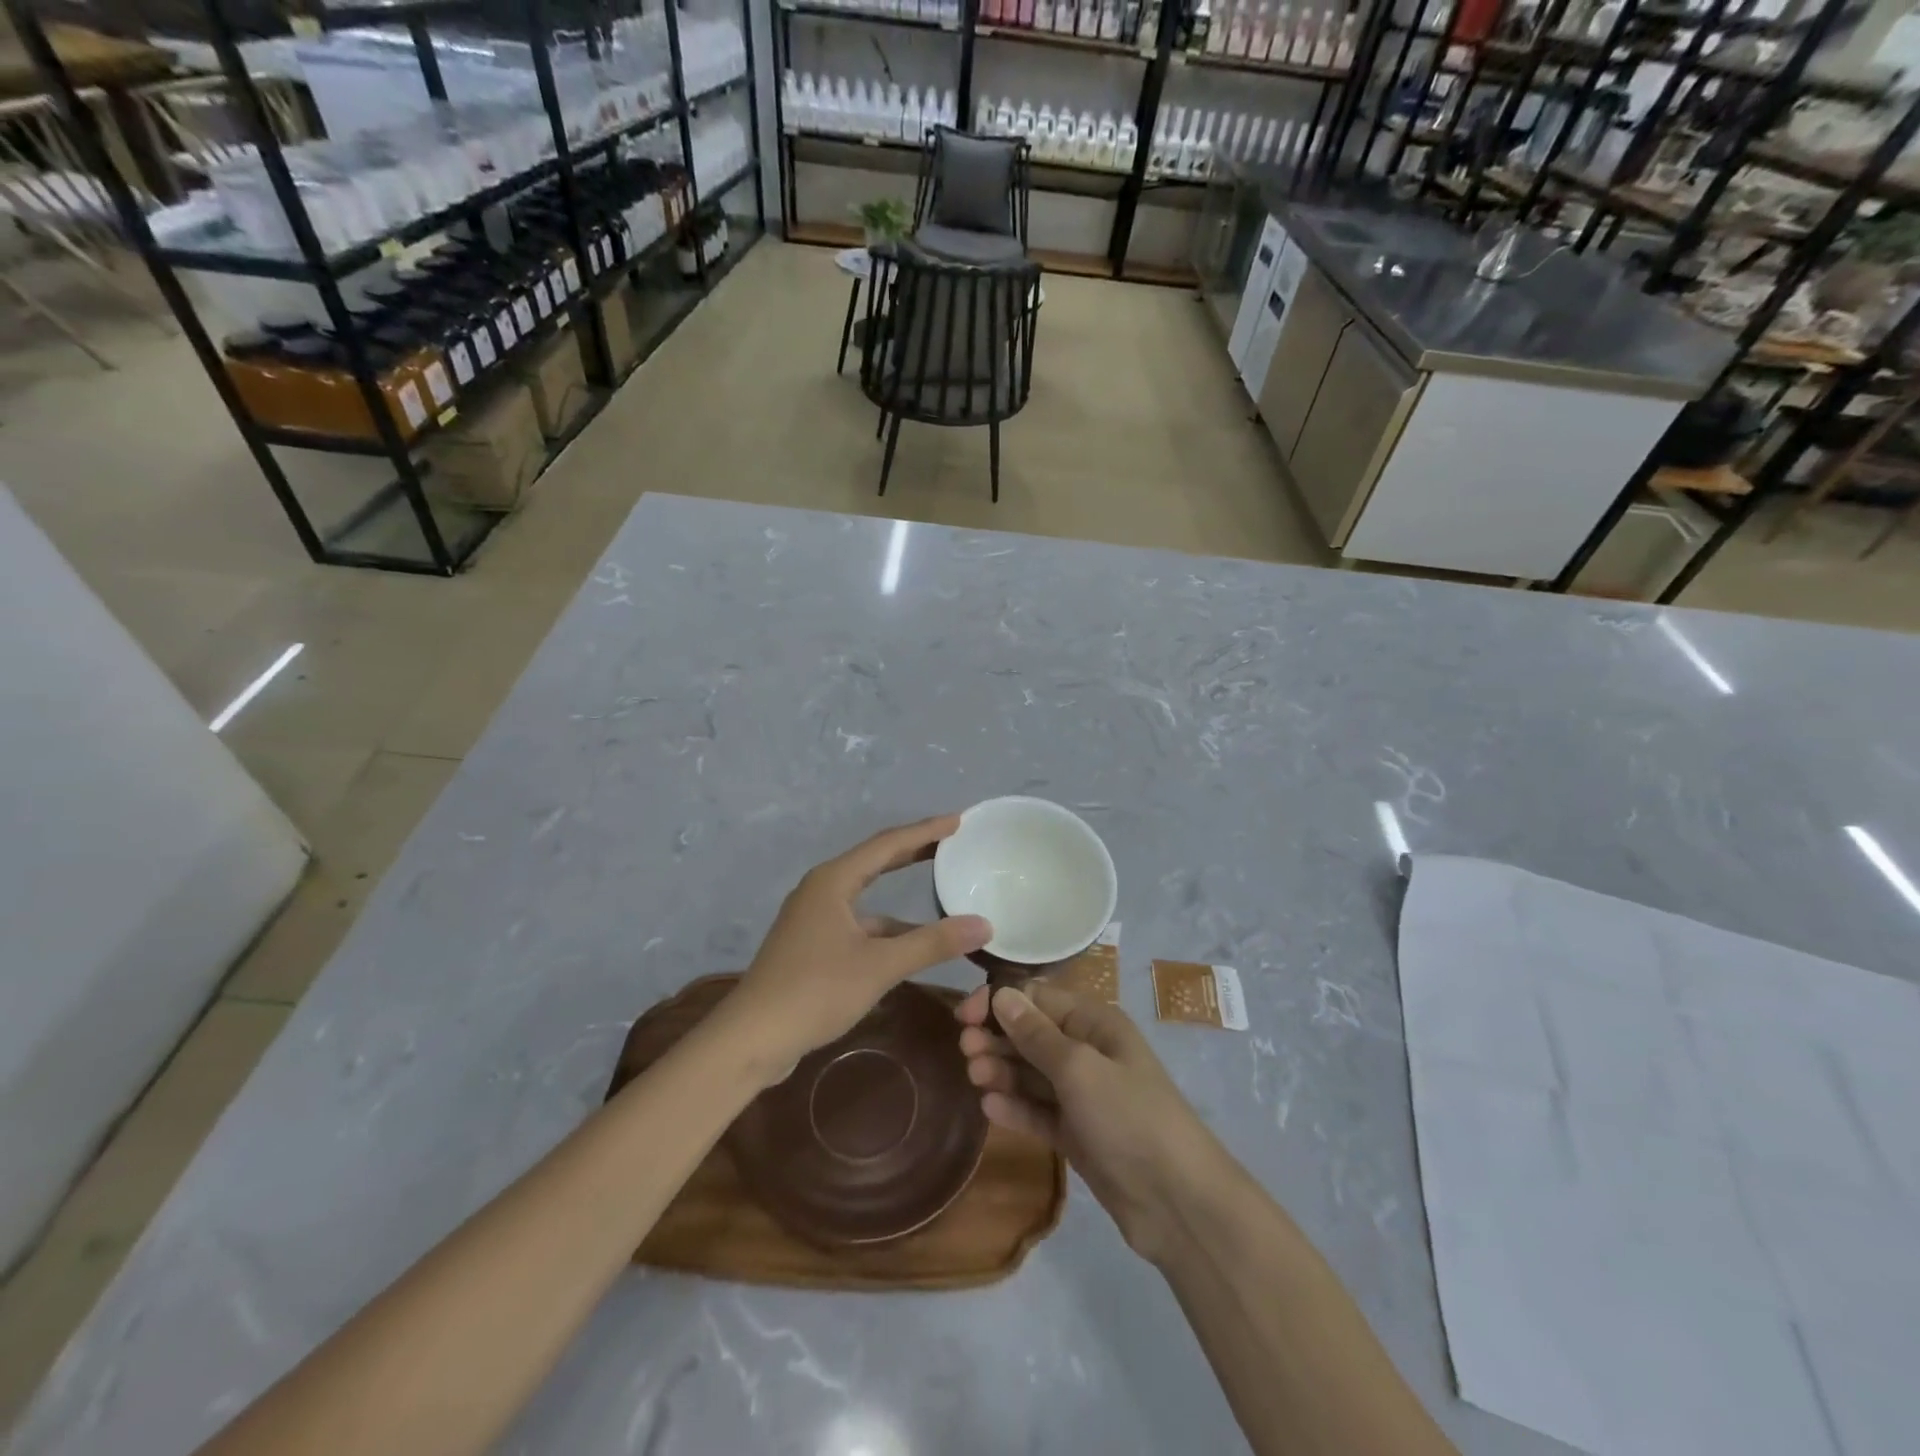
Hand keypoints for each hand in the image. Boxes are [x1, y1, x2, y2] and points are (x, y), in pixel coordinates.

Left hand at [726, 816, 991, 1075]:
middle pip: (876, 861)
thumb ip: (932, 943)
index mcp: (834, 880)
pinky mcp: (812, 944)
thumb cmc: (815, 990)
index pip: (888, 844)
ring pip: (867, 895)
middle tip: (953, 842)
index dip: (926, 830)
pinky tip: (910, 941)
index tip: (959, 821)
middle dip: (914, 851)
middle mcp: (822, 889)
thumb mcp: (880, 965)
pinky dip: (887, 925)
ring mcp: (814, 918)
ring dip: (901, 892)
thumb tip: (984, 925)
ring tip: (940, 889)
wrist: (752, 1038)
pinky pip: (859, 921)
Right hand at [957, 980, 1224, 1262]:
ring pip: (1031, 1073)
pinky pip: (1038, 1111)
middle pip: (1031, 1034)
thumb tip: (1002, 995)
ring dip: (1002, 1070)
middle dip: (997, 1037)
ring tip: (974, 1077)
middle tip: (965, 1051)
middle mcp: (1087, 1051)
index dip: (999, 1002)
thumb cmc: (1129, 1117)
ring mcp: (1082, 1095)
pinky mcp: (1077, 1134)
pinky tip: (989, 1107)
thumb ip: (1036, 1034)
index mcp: (1094, 1023)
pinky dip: (1015, 1106)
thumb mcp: (1079, 1068)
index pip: (1037, 998)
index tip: (964, 1016)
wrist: (1177, 1202)